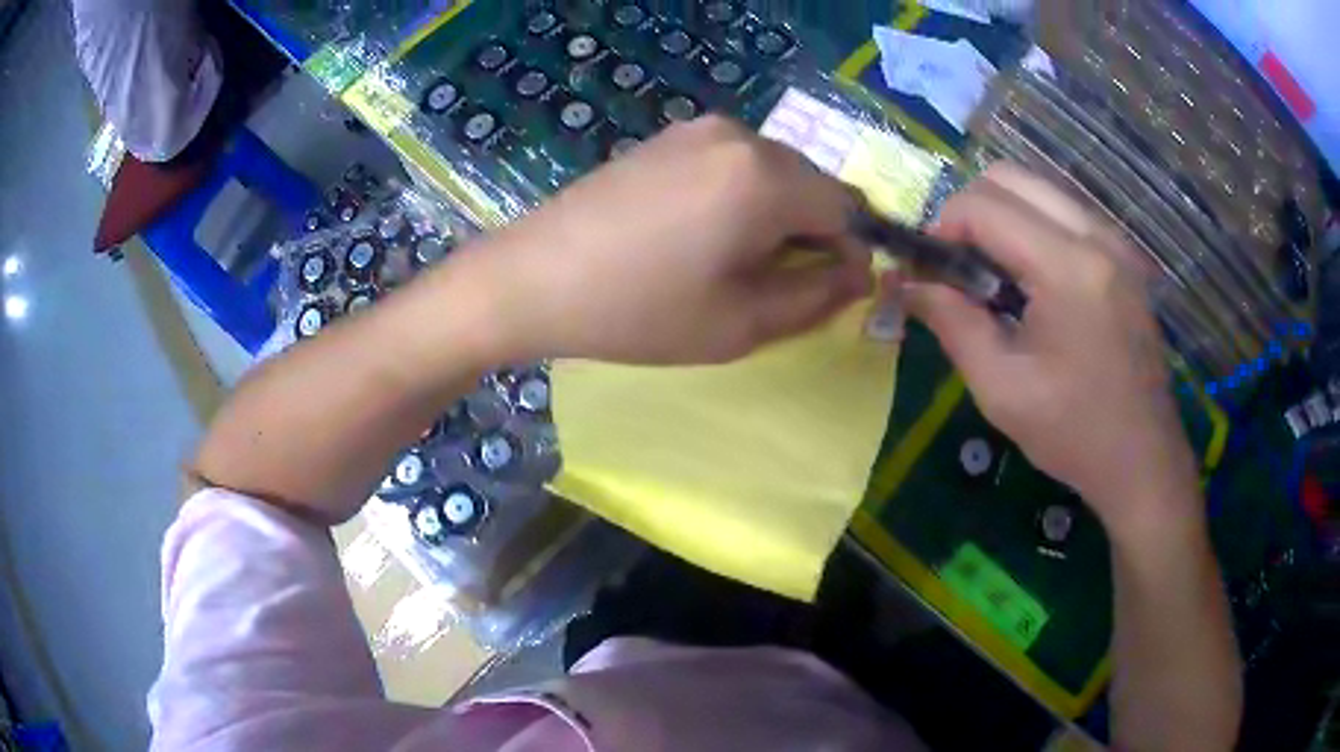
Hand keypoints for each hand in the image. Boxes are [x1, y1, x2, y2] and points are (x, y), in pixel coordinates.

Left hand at [464, 116, 872, 364]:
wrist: (532, 279)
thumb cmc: (639, 311)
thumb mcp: (742, 323)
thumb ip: (818, 296)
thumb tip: (859, 270)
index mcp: (767, 176)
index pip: (847, 208)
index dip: (845, 253)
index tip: (817, 290)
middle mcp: (740, 135)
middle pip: (811, 184)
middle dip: (807, 231)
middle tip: (763, 281)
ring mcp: (698, 129)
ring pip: (772, 172)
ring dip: (771, 214)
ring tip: (721, 260)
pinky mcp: (667, 137)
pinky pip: (732, 164)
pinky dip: (736, 197)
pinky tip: (692, 233)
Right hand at [904, 164, 1199, 534]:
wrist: (1144, 461)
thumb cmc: (1074, 432)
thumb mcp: (1001, 388)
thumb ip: (952, 323)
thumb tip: (907, 285)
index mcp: (1067, 267)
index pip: (985, 205)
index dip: (942, 227)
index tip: (931, 270)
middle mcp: (1096, 236)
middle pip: (1011, 177)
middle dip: (971, 210)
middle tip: (960, 265)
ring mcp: (1116, 243)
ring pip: (1040, 189)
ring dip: (1003, 216)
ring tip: (994, 274)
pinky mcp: (1124, 258)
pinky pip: (1066, 213)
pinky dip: (1034, 227)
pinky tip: (1032, 282)